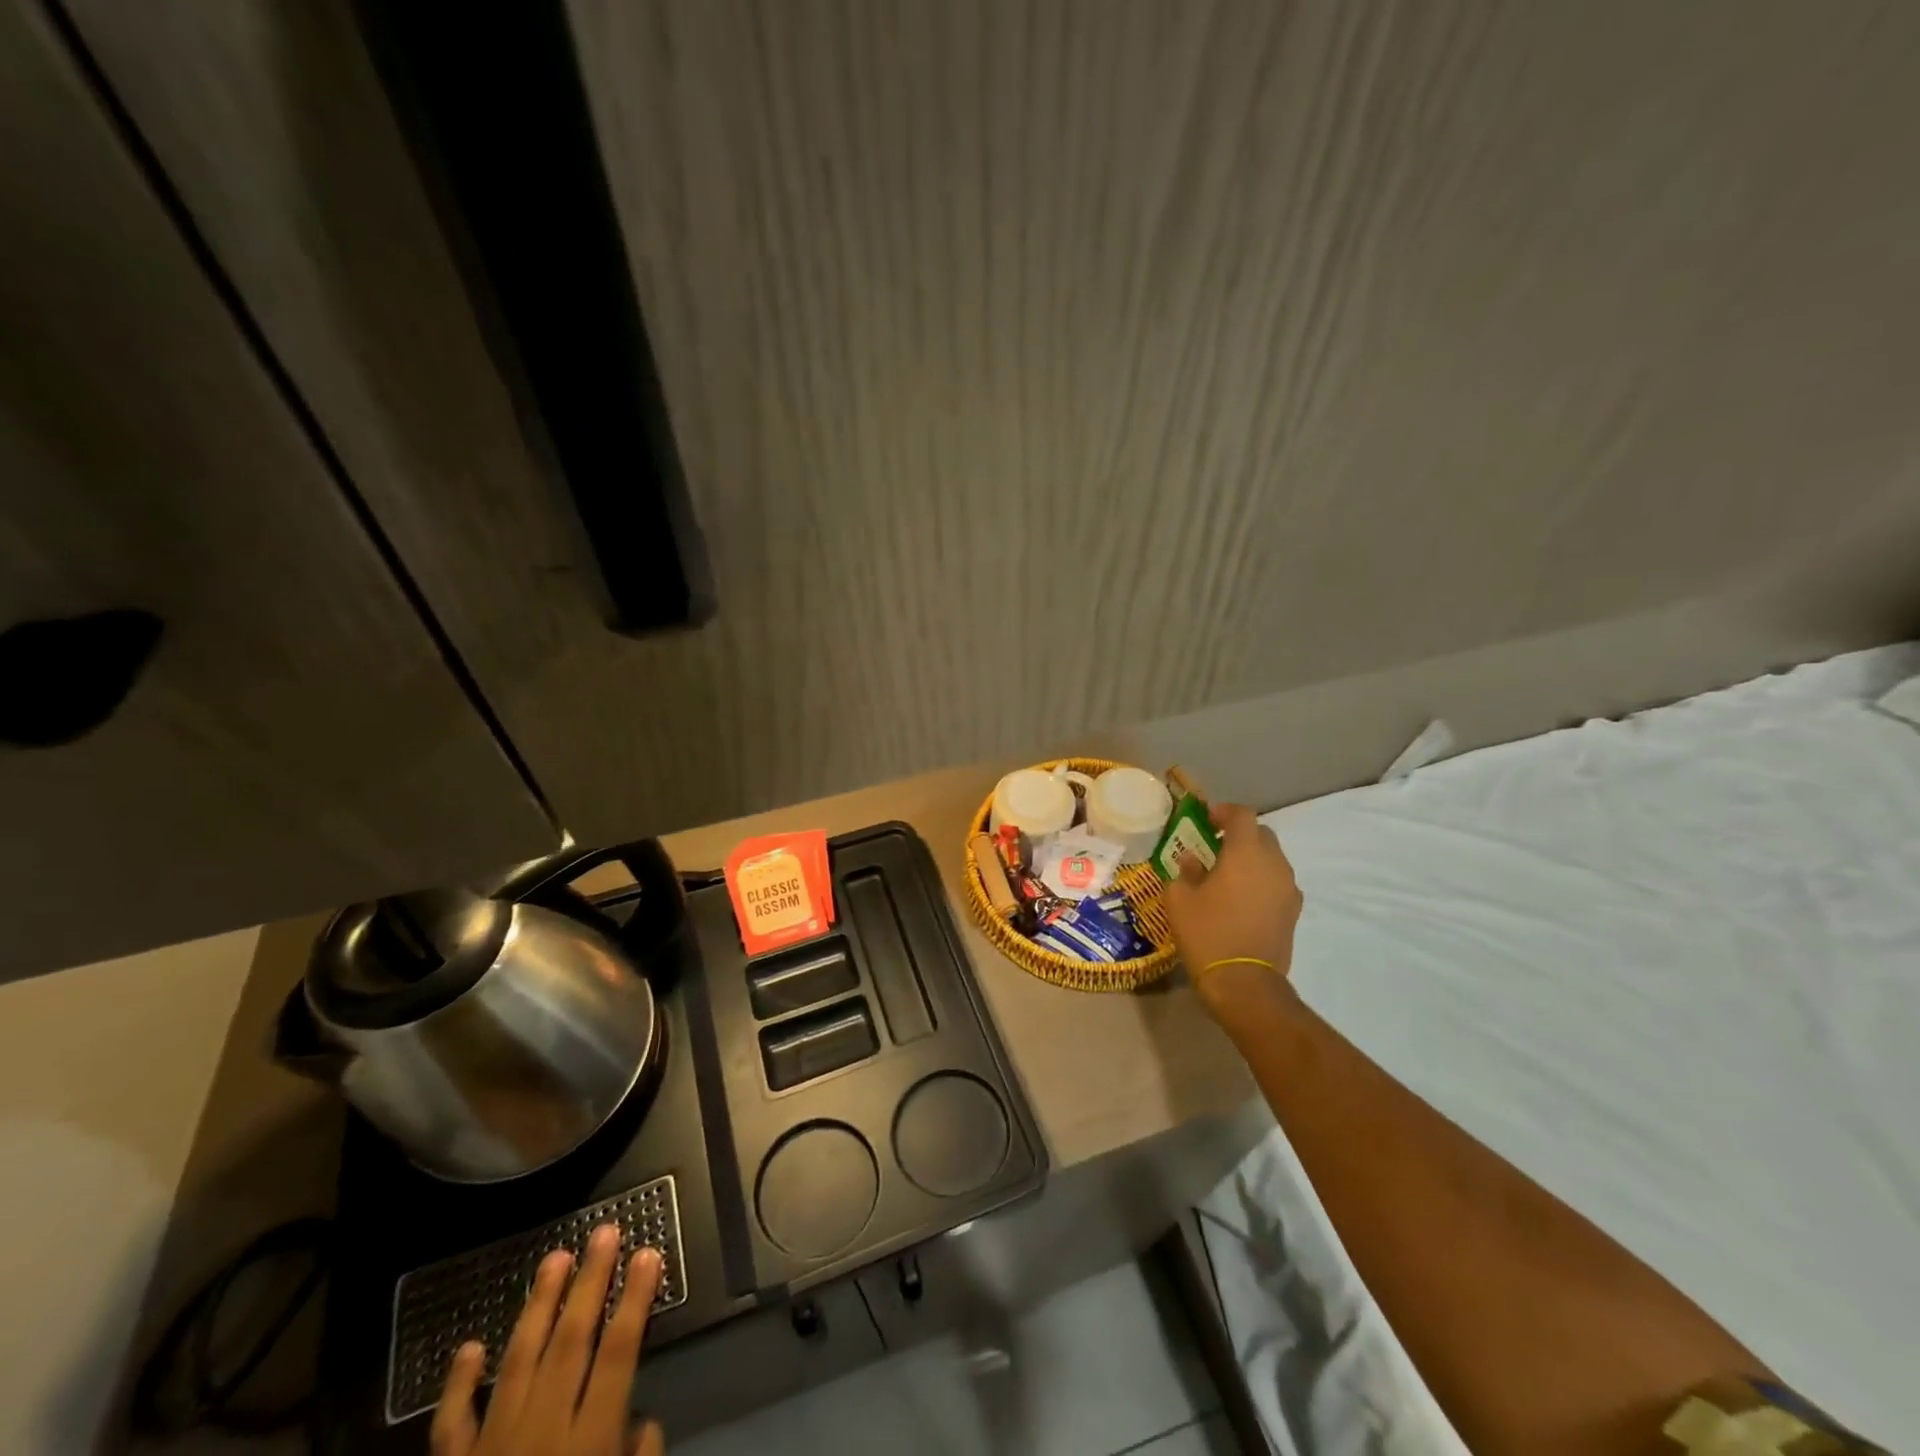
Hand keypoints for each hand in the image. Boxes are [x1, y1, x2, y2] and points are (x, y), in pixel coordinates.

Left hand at [432, 1224, 664, 1455]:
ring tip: (555, 1258)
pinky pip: (452, 1423)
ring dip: (538, 1307)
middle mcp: (539, 1434)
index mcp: (586, 1445)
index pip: (618, 1355)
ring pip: (517, 1362)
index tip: (650, 1252)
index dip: (635, 1301)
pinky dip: (460, 1383)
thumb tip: (642, 1422)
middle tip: (605, 1232)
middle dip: (590, 1283)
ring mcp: (489, 1450)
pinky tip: (471, 1345)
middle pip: (570, 1343)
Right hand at [1163, 802, 1302, 1011]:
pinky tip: (1242, 898)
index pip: (1241, 815)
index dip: (1223, 812)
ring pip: (1272, 859)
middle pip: (1261, 834)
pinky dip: (1261, 880)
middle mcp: (1274, 864)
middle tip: (1215, 846)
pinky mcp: (1293, 911)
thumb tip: (1193, 861)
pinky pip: (1277, 882)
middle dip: (1239, 834)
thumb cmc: (1207, 933)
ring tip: (1227, 874)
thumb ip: (1186, 871)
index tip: (1206, 820)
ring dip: (1251, 858)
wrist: (1244, 982)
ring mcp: (1288, 888)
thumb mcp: (1179, 898)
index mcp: (1245, 853)